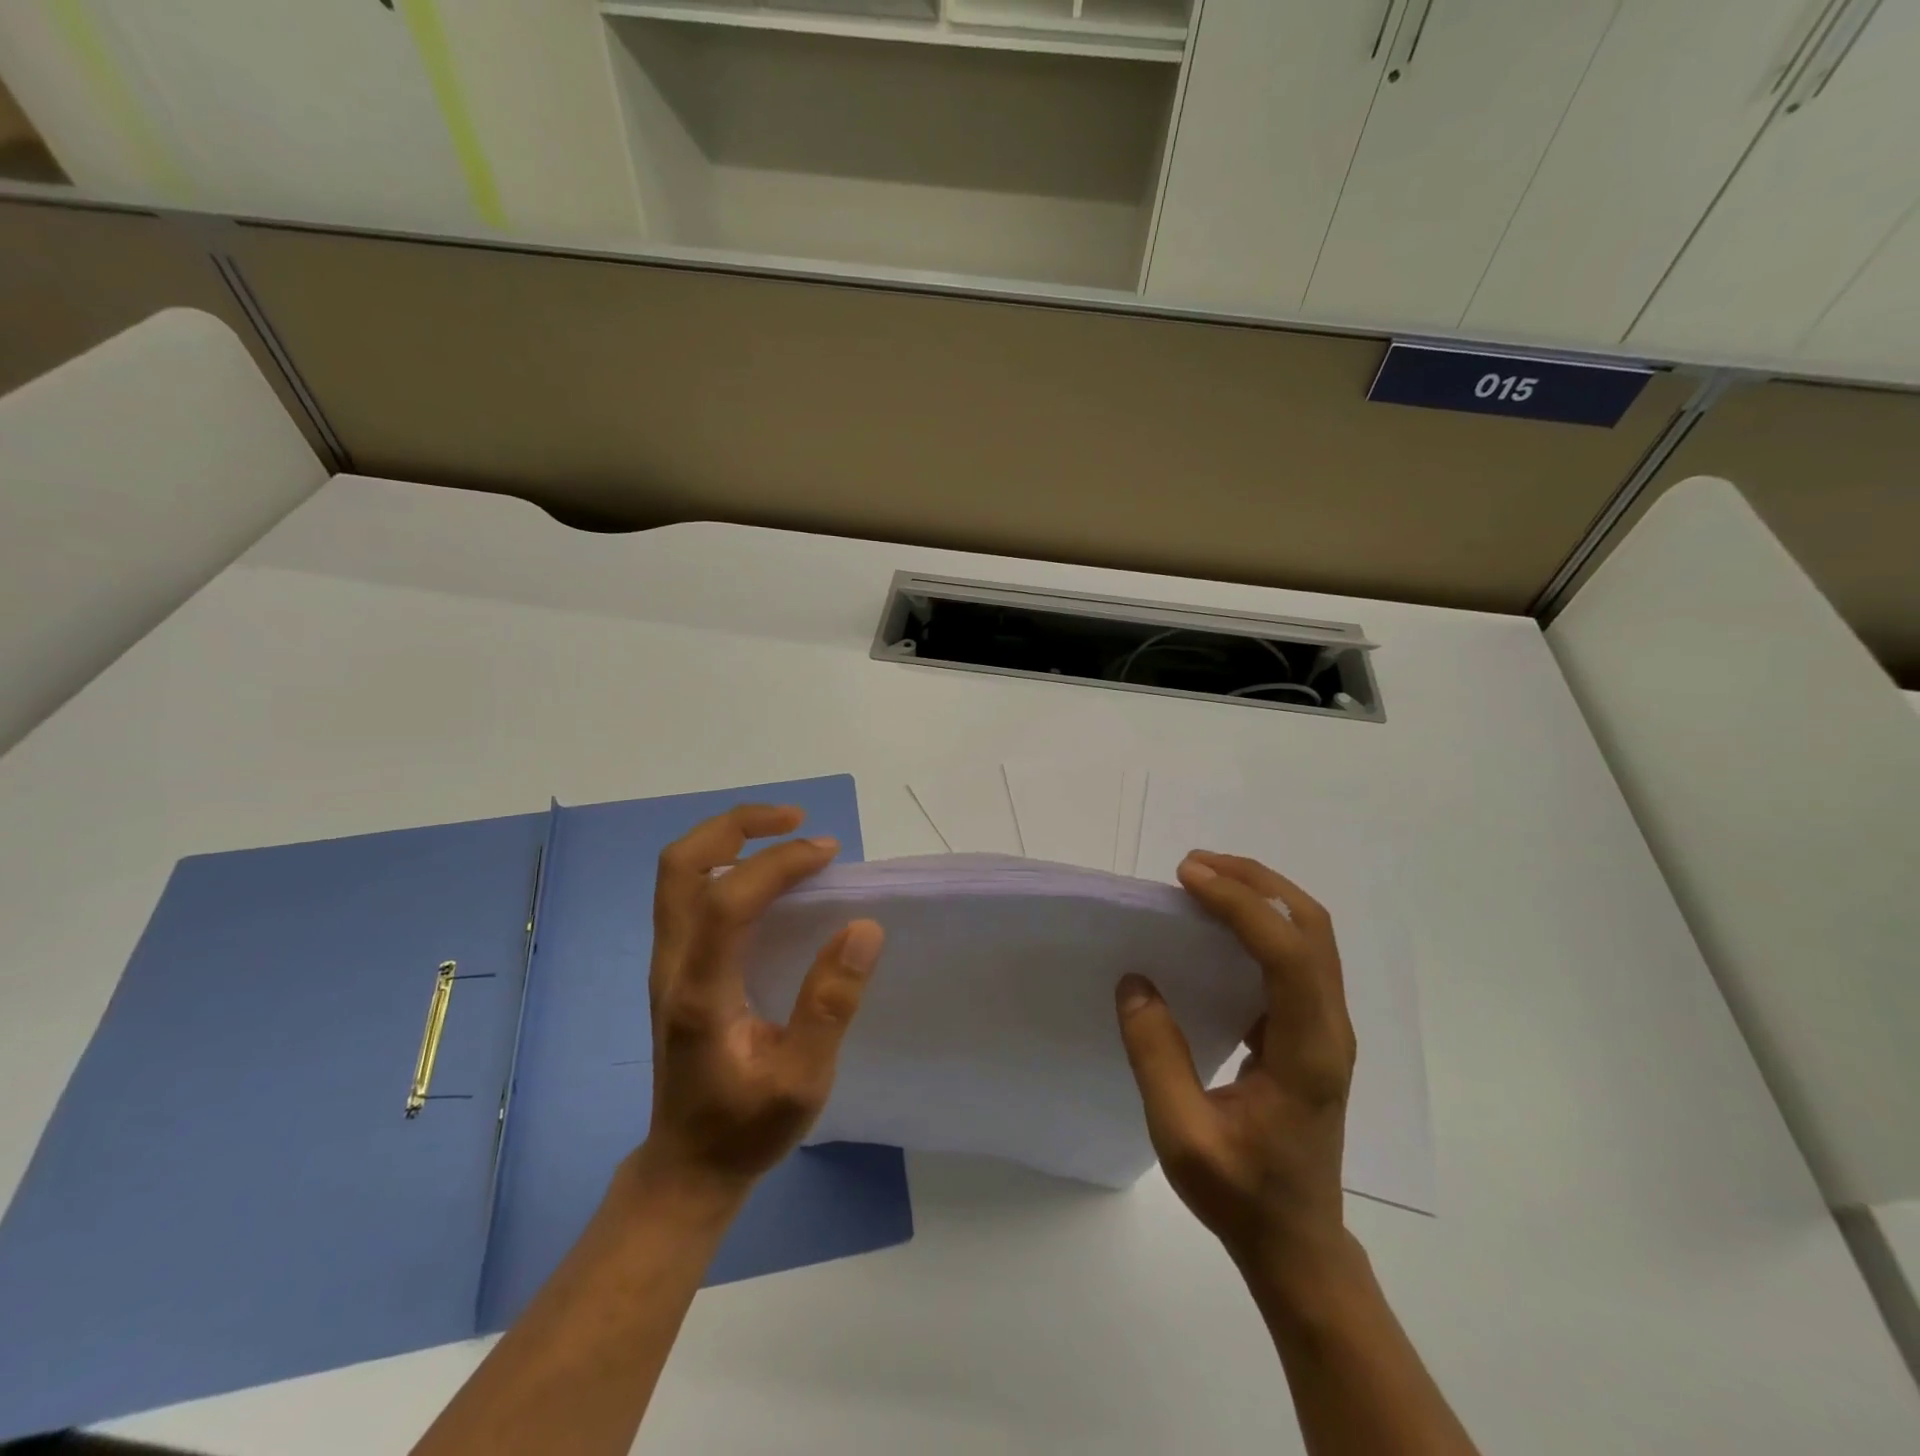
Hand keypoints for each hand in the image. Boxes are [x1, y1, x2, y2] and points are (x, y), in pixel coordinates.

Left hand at [638, 804, 884, 1202]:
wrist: (687, 1167)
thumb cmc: (746, 1128)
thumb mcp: (802, 1081)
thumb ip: (830, 1005)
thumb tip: (863, 928)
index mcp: (700, 991)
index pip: (729, 899)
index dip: (778, 864)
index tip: (828, 853)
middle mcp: (672, 964)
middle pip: (681, 864)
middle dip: (738, 825)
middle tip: (795, 818)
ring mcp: (667, 962)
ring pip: (679, 872)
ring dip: (729, 837)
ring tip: (786, 834)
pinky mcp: (676, 966)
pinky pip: (691, 891)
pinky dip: (726, 862)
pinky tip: (767, 877)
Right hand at [1115, 851, 1355, 1275]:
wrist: (1298, 1245)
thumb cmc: (1243, 1195)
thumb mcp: (1182, 1136)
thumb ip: (1157, 1057)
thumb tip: (1136, 982)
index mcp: (1308, 1053)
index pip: (1287, 954)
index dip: (1240, 905)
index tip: (1187, 878)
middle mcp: (1329, 1030)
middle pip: (1312, 927)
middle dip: (1256, 882)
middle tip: (1194, 866)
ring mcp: (1326, 1030)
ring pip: (1310, 936)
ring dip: (1261, 895)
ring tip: (1204, 880)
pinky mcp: (1311, 1033)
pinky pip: (1296, 956)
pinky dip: (1261, 922)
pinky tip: (1219, 925)